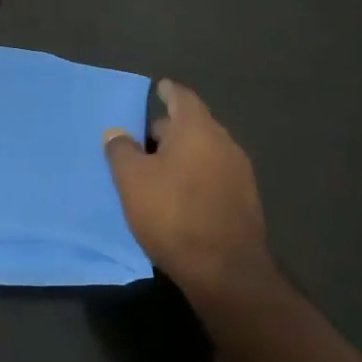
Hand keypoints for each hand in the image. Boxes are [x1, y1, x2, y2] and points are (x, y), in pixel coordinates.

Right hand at [104, 80, 269, 293]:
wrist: (227, 273)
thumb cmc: (174, 214)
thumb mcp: (132, 181)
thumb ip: (121, 150)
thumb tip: (116, 132)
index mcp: (197, 128)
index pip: (182, 97)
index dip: (168, 91)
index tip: (158, 88)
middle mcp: (223, 142)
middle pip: (193, 125)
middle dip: (169, 129)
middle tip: (144, 141)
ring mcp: (239, 173)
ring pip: (205, 152)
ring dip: (183, 156)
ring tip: (158, 172)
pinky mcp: (245, 202)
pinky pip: (215, 176)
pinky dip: (196, 177)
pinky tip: (180, 197)